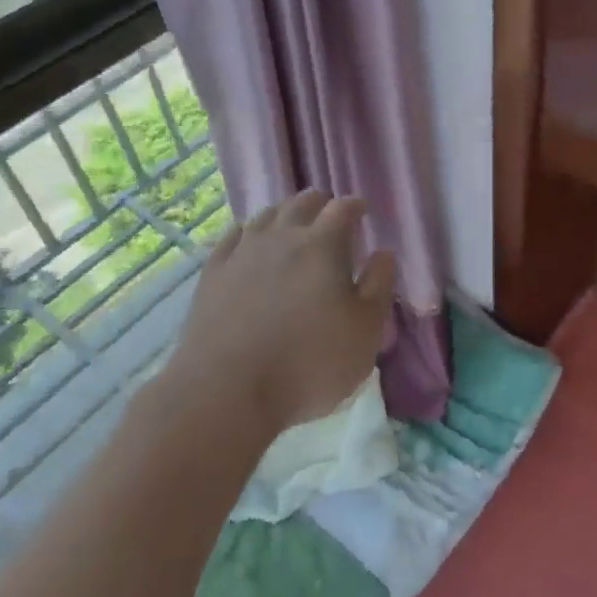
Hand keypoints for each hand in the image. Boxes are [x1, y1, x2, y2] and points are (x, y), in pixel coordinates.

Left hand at [170, 189, 396, 433]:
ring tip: (292, 225)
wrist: (226, 393)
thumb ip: (379, 286)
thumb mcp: (365, 332)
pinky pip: (233, 236)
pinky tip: (249, 241)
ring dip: (284, 214)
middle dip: (320, 204)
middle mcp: (281, 237)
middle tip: (329, 216)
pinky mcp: (212, 274)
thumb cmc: (309, 364)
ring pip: (266, 215)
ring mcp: (241, 253)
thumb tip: (384, 252)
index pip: (342, 208)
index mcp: (323, 246)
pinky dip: (248, 232)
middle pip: (301, 203)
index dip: (355, 205)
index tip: (362, 211)